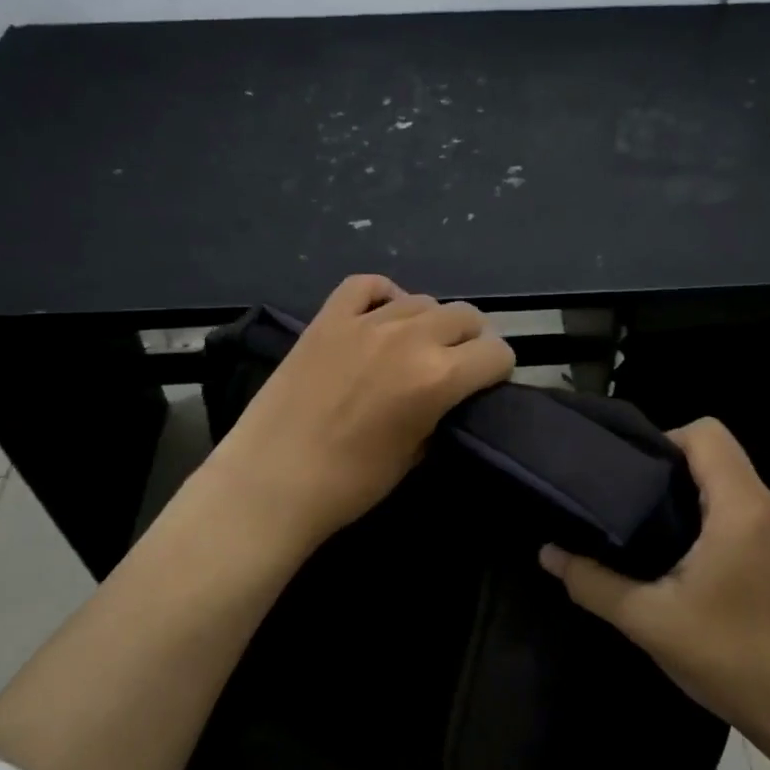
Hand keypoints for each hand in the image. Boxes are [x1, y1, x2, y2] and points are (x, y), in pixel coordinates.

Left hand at [206, 274, 515, 551]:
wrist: (271, 482)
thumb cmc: (349, 484)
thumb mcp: (415, 455)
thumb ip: (440, 414)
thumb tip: (447, 399)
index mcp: (438, 378)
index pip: (496, 354)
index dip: (498, 371)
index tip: (487, 385)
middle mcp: (410, 338)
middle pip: (466, 317)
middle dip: (473, 341)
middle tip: (457, 366)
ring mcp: (366, 322)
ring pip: (423, 300)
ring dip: (432, 323)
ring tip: (417, 347)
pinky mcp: (328, 318)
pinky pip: (366, 285)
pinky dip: (384, 296)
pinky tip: (383, 315)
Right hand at [538, 418, 769, 740]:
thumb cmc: (729, 656)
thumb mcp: (647, 620)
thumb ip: (592, 582)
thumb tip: (547, 553)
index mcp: (739, 507)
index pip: (706, 432)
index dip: (663, 439)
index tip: (626, 472)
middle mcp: (762, 506)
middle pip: (714, 451)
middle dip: (665, 463)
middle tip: (620, 494)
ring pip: (724, 480)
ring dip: (682, 489)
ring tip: (636, 518)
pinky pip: (733, 507)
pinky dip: (699, 511)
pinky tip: (667, 549)